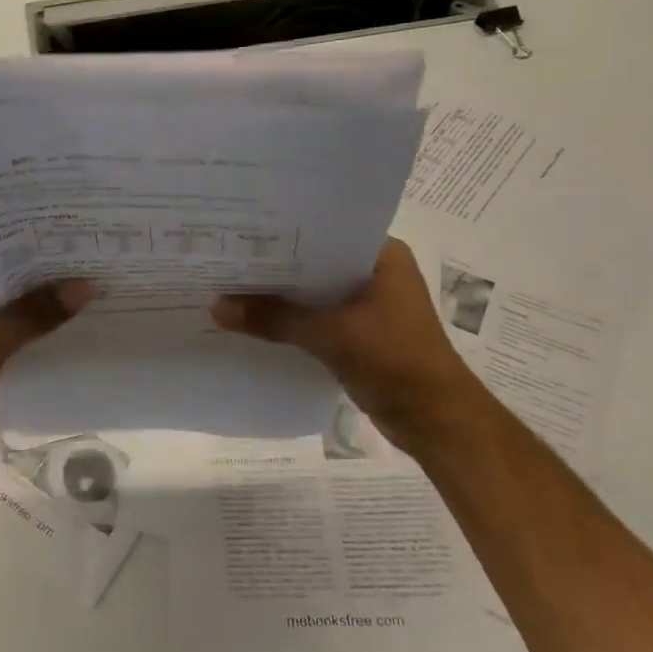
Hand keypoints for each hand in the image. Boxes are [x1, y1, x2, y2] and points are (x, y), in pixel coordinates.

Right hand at [211, 239, 487, 454]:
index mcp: (381, 254)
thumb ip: (273, 319)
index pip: (322, 231)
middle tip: (225, 256)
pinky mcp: (361, 331)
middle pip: (314, 262)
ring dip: (281, 295)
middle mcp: (375, 271)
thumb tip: (215, 307)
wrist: (437, 421)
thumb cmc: (394, 360)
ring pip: (314, 291)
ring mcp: (369, 303)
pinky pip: (318, 316)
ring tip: (230, 284)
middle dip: (274, 265)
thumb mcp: (329, 335)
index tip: (239, 231)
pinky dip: (292, 318)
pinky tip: (255, 319)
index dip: (281, 233)